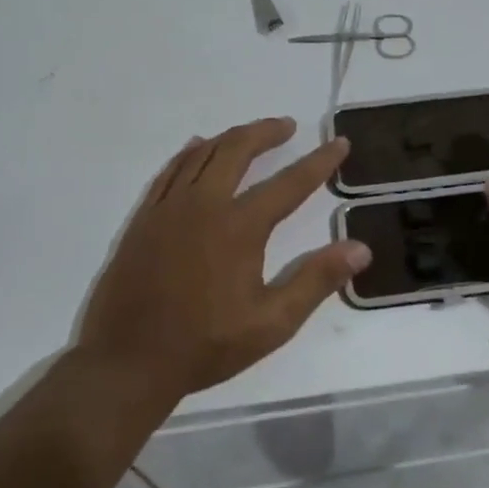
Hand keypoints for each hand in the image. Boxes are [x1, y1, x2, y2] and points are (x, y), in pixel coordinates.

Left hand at [74, 117, 370, 402]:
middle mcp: (204, 204)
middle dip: (266, 132)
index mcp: (239, 227)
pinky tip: (197, 148)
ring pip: (202, 153)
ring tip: (251, 135)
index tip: (338, 142)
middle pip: (237, 150)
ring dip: (230, 137)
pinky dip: (190, 153)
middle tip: (288, 126)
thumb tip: (360, 248)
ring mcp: (168, 207)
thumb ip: (316, 280)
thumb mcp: (272, 323)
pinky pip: (170, 170)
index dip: (318, 162)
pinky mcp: (144, 218)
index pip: (289, 183)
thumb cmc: (206, 345)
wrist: (128, 361)